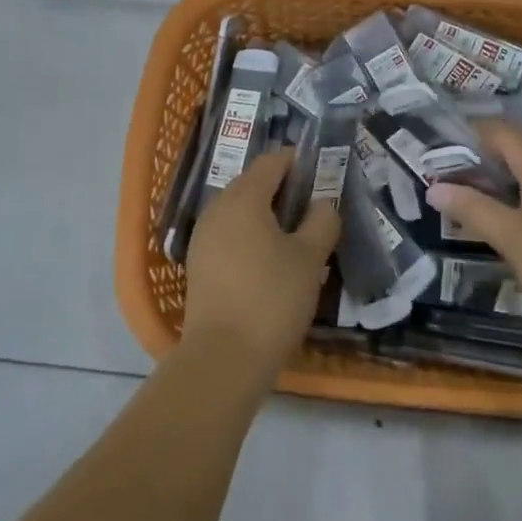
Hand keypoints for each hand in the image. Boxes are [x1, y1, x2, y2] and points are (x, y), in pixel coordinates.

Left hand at [181, 148, 339, 381]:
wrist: (222, 359)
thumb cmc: (272, 299)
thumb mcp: (310, 259)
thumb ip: (322, 222)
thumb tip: (323, 204)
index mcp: (244, 197)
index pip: (272, 162)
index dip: (298, 162)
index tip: (322, 174)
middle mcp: (218, 208)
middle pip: (253, 183)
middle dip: (283, 190)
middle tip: (313, 209)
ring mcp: (203, 237)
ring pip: (239, 211)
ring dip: (266, 215)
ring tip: (296, 238)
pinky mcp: (198, 264)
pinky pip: (229, 235)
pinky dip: (250, 237)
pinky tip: (270, 262)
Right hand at [426, 121, 521, 346]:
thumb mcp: (511, 239)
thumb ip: (472, 209)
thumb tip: (435, 186)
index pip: (497, 130)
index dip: (465, 136)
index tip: (435, 154)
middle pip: (516, 146)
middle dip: (481, 157)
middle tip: (448, 178)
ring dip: (503, 177)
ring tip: (473, 199)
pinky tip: (513, 221)